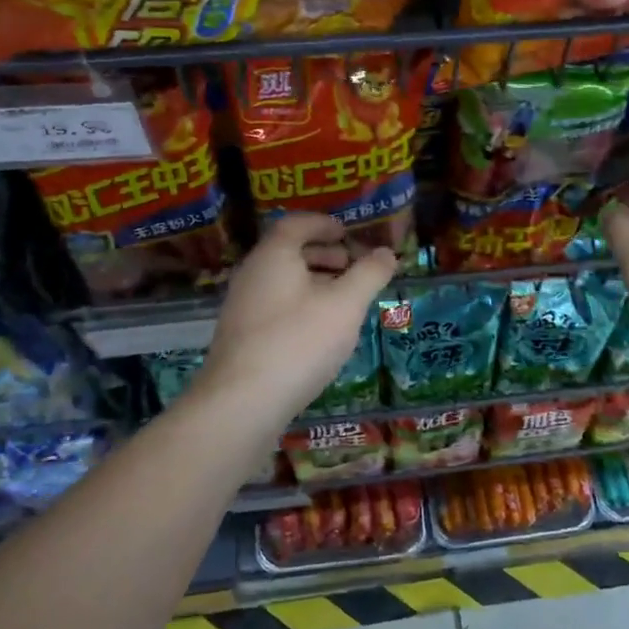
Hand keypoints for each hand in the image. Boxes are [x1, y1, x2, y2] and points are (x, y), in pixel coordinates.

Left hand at [199, 214, 396, 426]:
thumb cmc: (298, 342)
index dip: (324, 224)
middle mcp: (252, 274)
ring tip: (344, 300)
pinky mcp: (241, 337)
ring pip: (281, 281)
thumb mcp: (345, 306)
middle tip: (352, 266)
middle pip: (288, 251)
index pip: (296, 224)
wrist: (241, 404)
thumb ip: (369, 275)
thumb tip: (388, 253)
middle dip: (323, 254)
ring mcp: (242, 307)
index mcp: (274, 256)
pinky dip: (300, 305)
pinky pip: (275, 306)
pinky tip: (320, 331)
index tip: (348, 233)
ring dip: (313, 282)